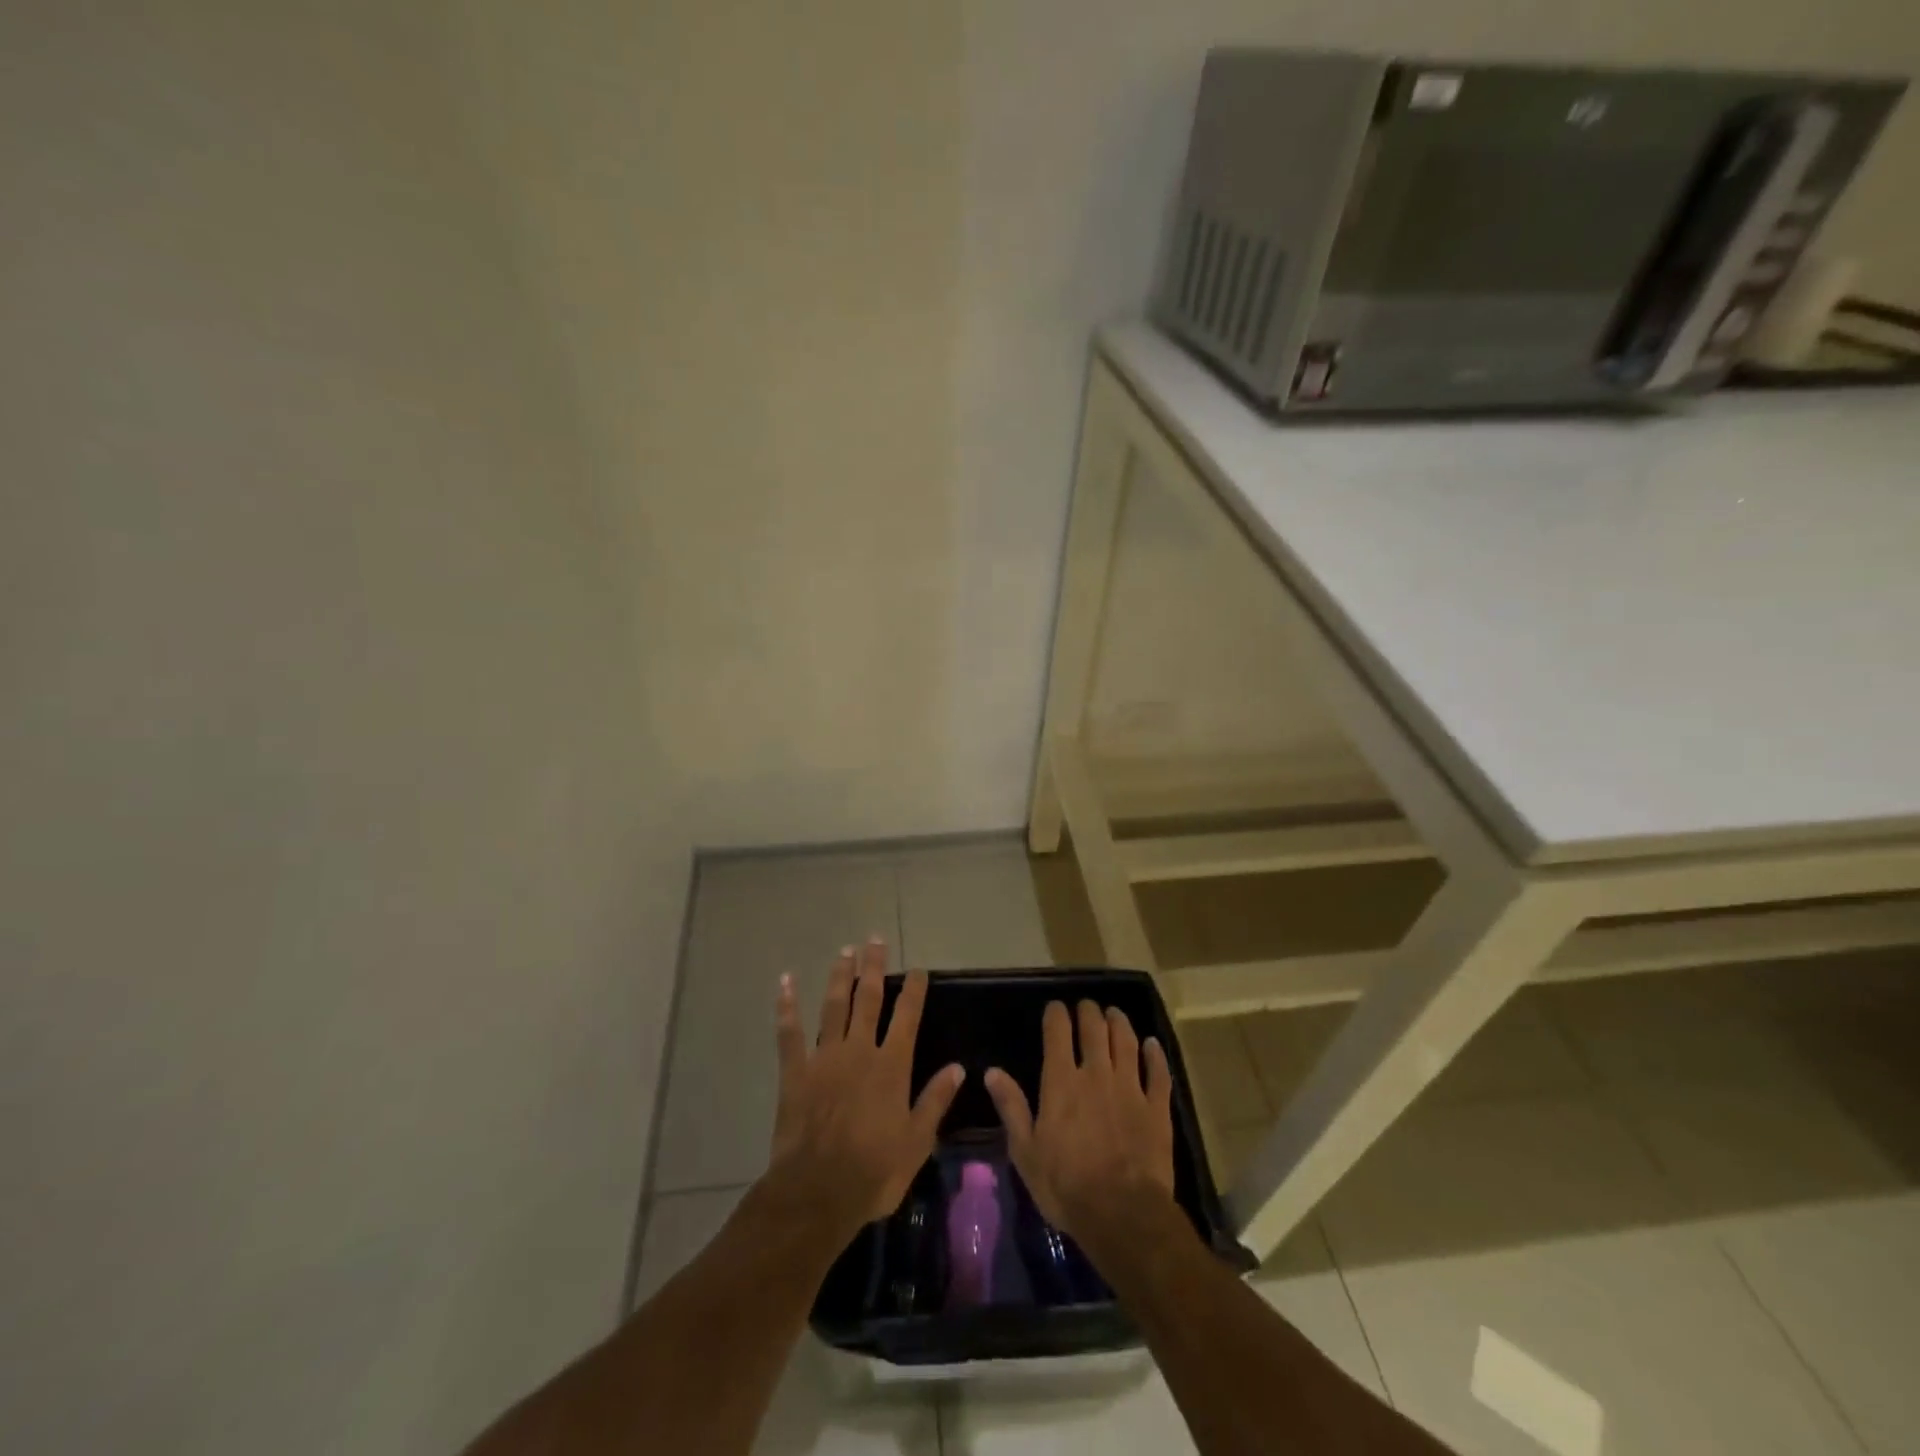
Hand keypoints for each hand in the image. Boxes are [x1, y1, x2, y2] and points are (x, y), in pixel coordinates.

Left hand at [768, 939, 963, 1238]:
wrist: (817, 1192)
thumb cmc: (873, 1171)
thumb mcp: (917, 1141)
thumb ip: (935, 1100)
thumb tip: (957, 1067)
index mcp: (891, 1066)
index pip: (907, 1016)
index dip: (913, 990)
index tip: (917, 969)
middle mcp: (859, 1051)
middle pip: (869, 1000)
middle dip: (874, 968)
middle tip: (875, 940)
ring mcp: (824, 1058)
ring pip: (834, 1006)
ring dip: (840, 976)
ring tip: (845, 951)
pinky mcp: (795, 1071)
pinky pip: (789, 1032)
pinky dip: (787, 1006)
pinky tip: (786, 981)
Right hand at [984, 1000, 1176, 1245]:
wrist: (1123, 1215)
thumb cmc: (1066, 1186)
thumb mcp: (1026, 1152)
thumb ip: (1011, 1107)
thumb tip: (992, 1072)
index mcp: (1062, 1082)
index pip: (1058, 1032)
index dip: (1057, 1014)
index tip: (1056, 1008)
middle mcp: (1096, 1074)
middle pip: (1094, 1028)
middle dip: (1089, 1012)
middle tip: (1086, 1007)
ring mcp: (1130, 1088)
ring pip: (1126, 1041)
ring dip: (1119, 1022)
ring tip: (1114, 1013)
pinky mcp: (1157, 1107)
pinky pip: (1158, 1072)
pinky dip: (1155, 1054)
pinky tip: (1152, 1044)